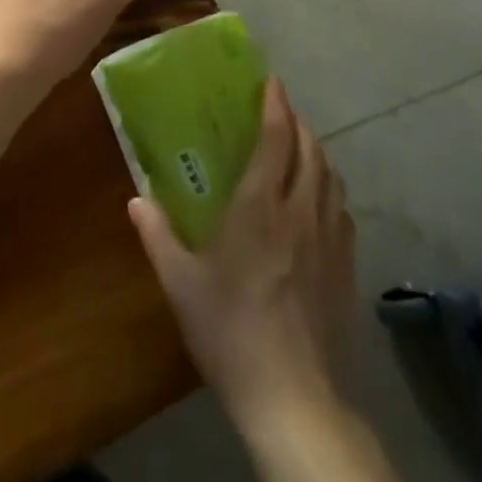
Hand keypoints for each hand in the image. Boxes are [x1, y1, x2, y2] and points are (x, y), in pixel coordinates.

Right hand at [129, 78, 355, 431]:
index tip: (271, 81)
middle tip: (280, 109)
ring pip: (332, 177)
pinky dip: (330, 188)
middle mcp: (300, 212)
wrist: (295, 401)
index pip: (276, 140)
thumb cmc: (231, 333)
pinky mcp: (346, 268)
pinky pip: (342, 209)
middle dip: (297, 121)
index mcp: (260, 207)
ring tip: (300, 145)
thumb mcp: (181, 284)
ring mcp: (330, 241)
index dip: (276, 105)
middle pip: (310, 150)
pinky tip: (319, 201)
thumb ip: (157, 235)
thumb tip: (135, 199)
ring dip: (317, 151)